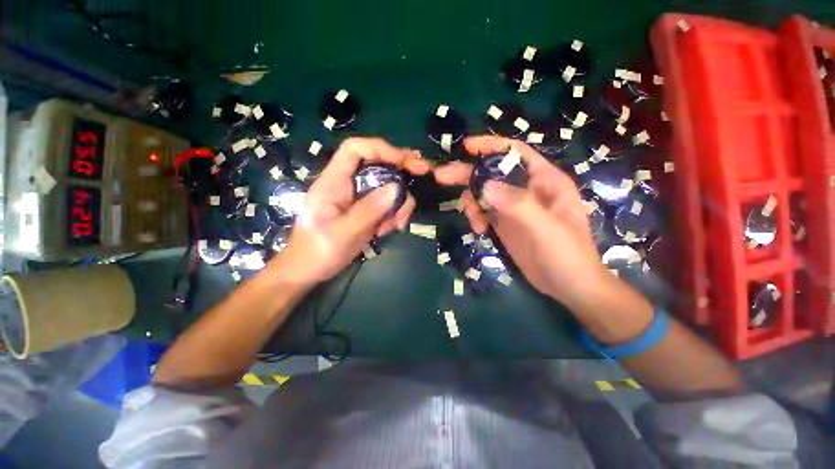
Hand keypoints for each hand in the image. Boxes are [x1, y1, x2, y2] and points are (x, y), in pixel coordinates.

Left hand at [270, 138, 431, 285]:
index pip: (355, 149)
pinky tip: (392, 229)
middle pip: (378, 164)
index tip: (405, 160)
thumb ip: (369, 210)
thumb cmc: (317, 251)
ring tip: (398, 224)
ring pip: (388, 186)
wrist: (309, 270)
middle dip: (402, 167)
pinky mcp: (367, 211)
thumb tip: (396, 188)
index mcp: (334, 182)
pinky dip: (396, 214)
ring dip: (400, 202)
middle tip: (425, 171)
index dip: (381, 148)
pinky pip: (388, 204)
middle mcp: (348, 184)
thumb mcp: (343, 232)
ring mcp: (360, 198)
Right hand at [434, 136, 608, 306]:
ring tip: (475, 221)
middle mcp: (527, 189)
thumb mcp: (544, 227)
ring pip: (484, 193)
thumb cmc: (565, 253)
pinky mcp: (505, 223)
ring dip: (472, 202)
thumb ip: (517, 204)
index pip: (515, 153)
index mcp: (543, 181)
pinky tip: (479, 231)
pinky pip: (484, 212)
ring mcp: (514, 207)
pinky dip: (476, 217)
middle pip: (492, 173)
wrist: (567, 285)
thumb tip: (484, 186)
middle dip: (467, 174)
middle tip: (442, 176)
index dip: (491, 146)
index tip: (466, 147)